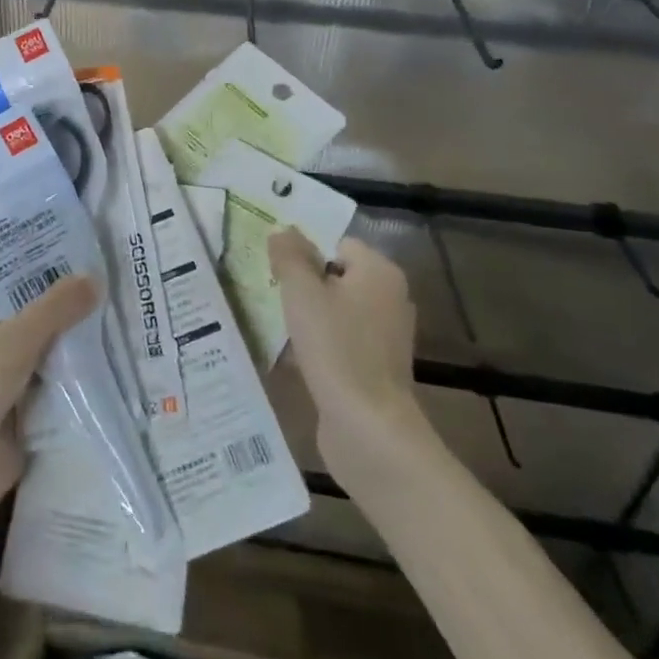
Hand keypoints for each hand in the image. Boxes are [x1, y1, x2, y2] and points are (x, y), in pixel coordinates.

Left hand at [0, 276, 98, 534]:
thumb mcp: (14, 340)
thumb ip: (56, 307)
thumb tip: (96, 276)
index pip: (6, 269)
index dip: (36, 252)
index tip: (76, 235)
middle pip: (32, 304)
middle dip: (66, 291)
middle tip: (111, 263)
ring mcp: (7, 369)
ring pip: (48, 340)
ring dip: (77, 329)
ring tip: (122, 297)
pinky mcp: (26, 401)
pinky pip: (58, 374)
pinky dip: (80, 365)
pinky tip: (117, 347)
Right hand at [269, 229, 425, 483]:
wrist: (368, 428)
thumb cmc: (336, 348)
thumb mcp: (302, 293)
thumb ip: (289, 256)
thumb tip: (283, 230)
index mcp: (379, 272)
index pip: (337, 243)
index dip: (304, 251)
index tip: (274, 266)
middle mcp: (389, 298)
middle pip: (336, 276)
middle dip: (303, 283)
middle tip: (269, 290)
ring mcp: (385, 336)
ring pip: (336, 310)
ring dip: (308, 315)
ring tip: (275, 321)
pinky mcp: (376, 368)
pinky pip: (340, 341)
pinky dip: (318, 344)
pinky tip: (291, 354)